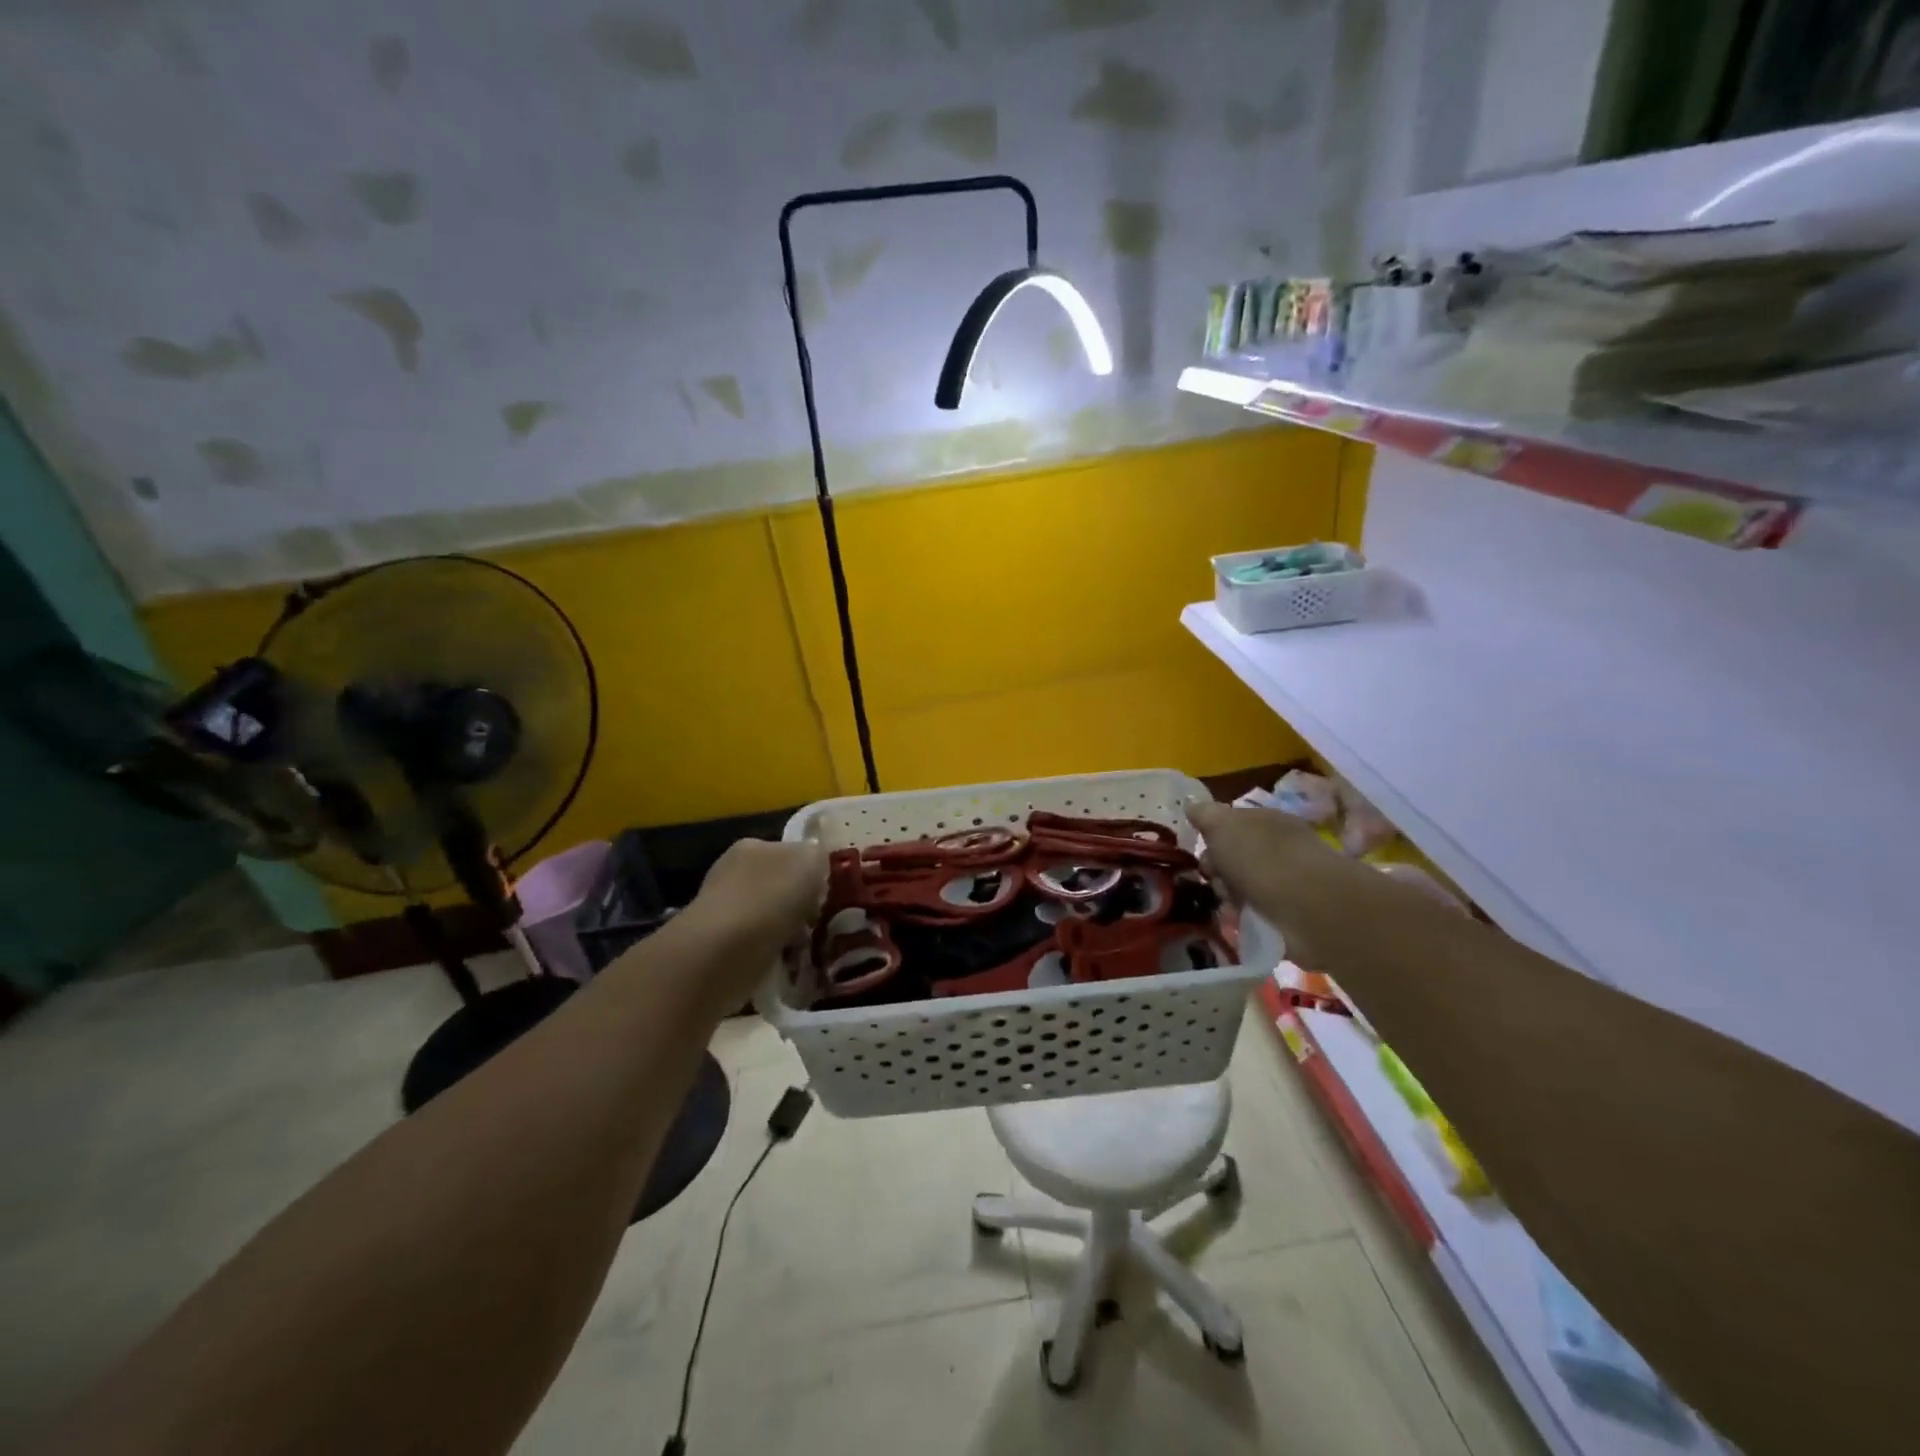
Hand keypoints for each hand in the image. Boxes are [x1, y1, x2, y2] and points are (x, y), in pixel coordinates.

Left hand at [685, 837, 827, 955]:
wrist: (725, 952)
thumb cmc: (771, 897)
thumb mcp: (811, 859)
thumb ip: (817, 855)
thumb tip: (815, 864)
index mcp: (753, 846)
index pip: (788, 852)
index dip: (810, 872)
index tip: (825, 894)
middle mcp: (733, 873)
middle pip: (779, 886)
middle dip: (799, 905)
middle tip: (818, 923)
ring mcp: (723, 911)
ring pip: (770, 919)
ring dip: (789, 933)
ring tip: (806, 949)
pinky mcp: (719, 948)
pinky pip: (759, 948)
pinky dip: (774, 955)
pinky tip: (787, 964)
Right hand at [1187, 800, 1355, 958]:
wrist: (1308, 907)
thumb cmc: (1260, 858)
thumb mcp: (1222, 826)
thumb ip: (1205, 814)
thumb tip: (1190, 803)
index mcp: (1267, 820)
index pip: (1233, 824)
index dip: (1212, 837)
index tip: (1201, 851)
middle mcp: (1280, 847)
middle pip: (1235, 857)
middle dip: (1218, 871)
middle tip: (1214, 880)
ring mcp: (1289, 881)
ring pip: (1243, 886)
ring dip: (1230, 895)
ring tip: (1230, 905)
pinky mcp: (1293, 914)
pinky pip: (1257, 912)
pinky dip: (1246, 916)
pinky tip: (1241, 919)